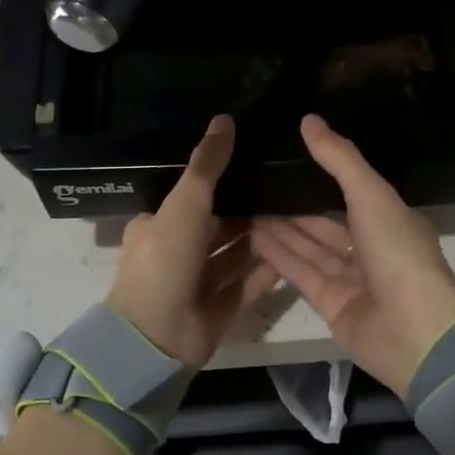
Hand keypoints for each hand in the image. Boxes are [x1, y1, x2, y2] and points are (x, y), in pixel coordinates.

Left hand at [107, 116, 278, 369]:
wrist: (157, 335)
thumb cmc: (166, 260)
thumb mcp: (185, 204)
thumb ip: (207, 165)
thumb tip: (224, 119)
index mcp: (159, 227)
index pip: (193, 199)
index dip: (222, 185)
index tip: (256, 166)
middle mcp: (177, 254)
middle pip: (218, 228)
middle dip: (247, 212)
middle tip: (286, 190)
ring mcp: (197, 285)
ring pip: (234, 257)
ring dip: (259, 240)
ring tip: (297, 216)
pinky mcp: (217, 310)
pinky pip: (246, 285)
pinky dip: (265, 272)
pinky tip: (294, 255)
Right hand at [252, 116, 454, 397]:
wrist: (413, 330)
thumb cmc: (398, 253)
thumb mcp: (371, 195)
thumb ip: (340, 159)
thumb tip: (308, 119)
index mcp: (391, 221)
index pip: (353, 194)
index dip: (322, 177)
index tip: (288, 159)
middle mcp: (371, 249)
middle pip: (325, 224)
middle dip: (293, 207)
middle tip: (256, 186)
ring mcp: (351, 280)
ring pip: (310, 249)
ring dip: (280, 230)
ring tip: (245, 207)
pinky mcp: (331, 305)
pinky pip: (301, 274)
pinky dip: (279, 257)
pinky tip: (251, 236)